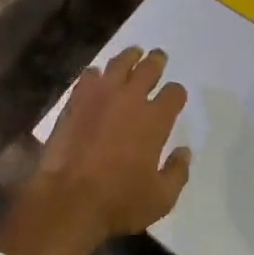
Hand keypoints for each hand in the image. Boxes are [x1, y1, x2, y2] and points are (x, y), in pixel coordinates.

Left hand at [0, 45, 190, 254]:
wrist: (69, 198)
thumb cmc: (119, 201)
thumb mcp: (161, 198)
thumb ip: (177, 172)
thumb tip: (184, 152)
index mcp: (155, 119)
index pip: (174, 94)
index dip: (177, 93)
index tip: (175, 96)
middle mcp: (131, 99)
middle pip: (149, 68)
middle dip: (156, 62)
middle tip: (158, 57)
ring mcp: (101, 95)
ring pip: (120, 63)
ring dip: (129, 57)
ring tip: (133, 54)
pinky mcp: (76, 99)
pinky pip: (90, 75)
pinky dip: (97, 73)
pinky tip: (98, 76)